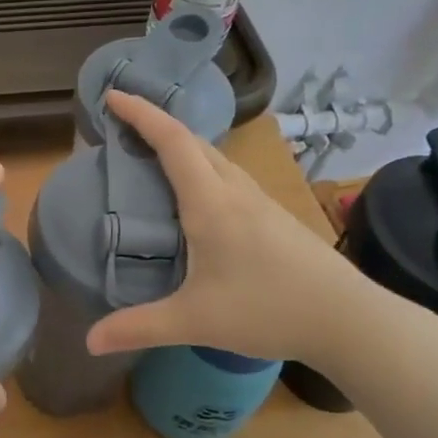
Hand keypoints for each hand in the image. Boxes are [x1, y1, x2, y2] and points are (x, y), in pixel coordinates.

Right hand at [86, 92, 374, 365]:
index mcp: (211, 202)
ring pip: (215, 158)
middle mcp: (235, 191)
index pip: (172, 142)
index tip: (114, 95)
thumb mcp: (194, 321)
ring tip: (154, 158)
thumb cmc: (268, 309)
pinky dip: (202, 169)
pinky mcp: (275, 217)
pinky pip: (228, 177)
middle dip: (157, 125)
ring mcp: (260, 202)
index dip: (141, 114)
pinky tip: (198, 198)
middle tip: (124, 126)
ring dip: (182, 147)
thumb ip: (139, 328)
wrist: (348, 318)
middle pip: (193, 142)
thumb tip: (89, 342)